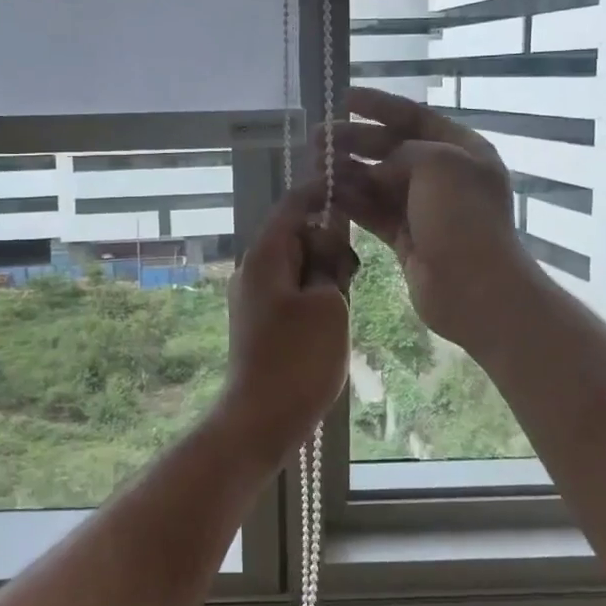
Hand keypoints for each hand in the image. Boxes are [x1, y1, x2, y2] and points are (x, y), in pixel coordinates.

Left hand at [222, 179, 357, 457]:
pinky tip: (331, 316)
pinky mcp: (261, 319)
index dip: (321, 192)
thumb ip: (331, 264)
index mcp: (264, 256)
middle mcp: (253, 269)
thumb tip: (329, 245)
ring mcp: (254, 296)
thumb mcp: (329, 304)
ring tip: (342, 298)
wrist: (261, 419)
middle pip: (295, 235)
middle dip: (327, 244)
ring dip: (323, 272)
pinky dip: (314, 291)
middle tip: (349, 273)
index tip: (353, 186)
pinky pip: (291, 289)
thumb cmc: (298, 359)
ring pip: (296, 264)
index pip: (292, 205)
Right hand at [319, 86, 530, 356]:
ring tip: (314, 167)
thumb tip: (378, 169)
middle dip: (355, 142)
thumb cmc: (462, 218)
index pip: (415, 117)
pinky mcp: (407, 238)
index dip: (380, 106)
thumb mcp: (437, 164)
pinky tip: (325, 194)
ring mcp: (425, 209)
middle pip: (392, 149)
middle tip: (317, 139)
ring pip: (378, 182)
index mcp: (462, 150)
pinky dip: (351, 202)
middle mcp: (444, 176)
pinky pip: (374, 212)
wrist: (475, 288)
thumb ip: (402, 152)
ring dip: (347, 173)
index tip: (345, 98)